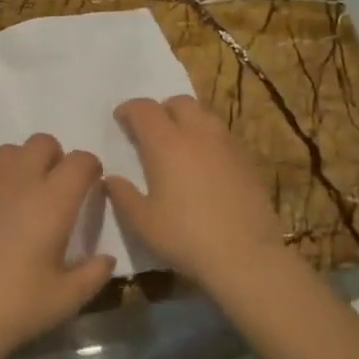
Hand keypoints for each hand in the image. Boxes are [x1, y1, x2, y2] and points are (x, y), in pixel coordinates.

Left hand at [0, 134, 114, 358]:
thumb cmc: (18, 306)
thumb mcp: (68, 298)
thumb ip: (94, 272)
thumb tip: (106, 258)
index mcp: (53, 200)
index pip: (80, 161)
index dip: (89, 168)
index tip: (89, 186)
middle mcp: (19, 180)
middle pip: (42, 143)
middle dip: (54, 158)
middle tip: (52, 190)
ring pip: (8, 153)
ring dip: (20, 166)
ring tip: (18, 198)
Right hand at [107, 96, 284, 291]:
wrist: (246, 256)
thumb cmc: (186, 237)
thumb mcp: (142, 222)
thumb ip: (123, 196)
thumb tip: (111, 179)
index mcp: (165, 142)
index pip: (143, 109)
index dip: (128, 110)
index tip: (120, 120)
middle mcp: (197, 133)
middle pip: (178, 102)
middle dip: (160, 110)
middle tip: (150, 131)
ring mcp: (226, 144)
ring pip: (204, 115)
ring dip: (187, 120)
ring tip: (179, 144)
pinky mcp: (246, 160)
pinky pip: (221, 136)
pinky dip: (207, 139)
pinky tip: (204, 165)